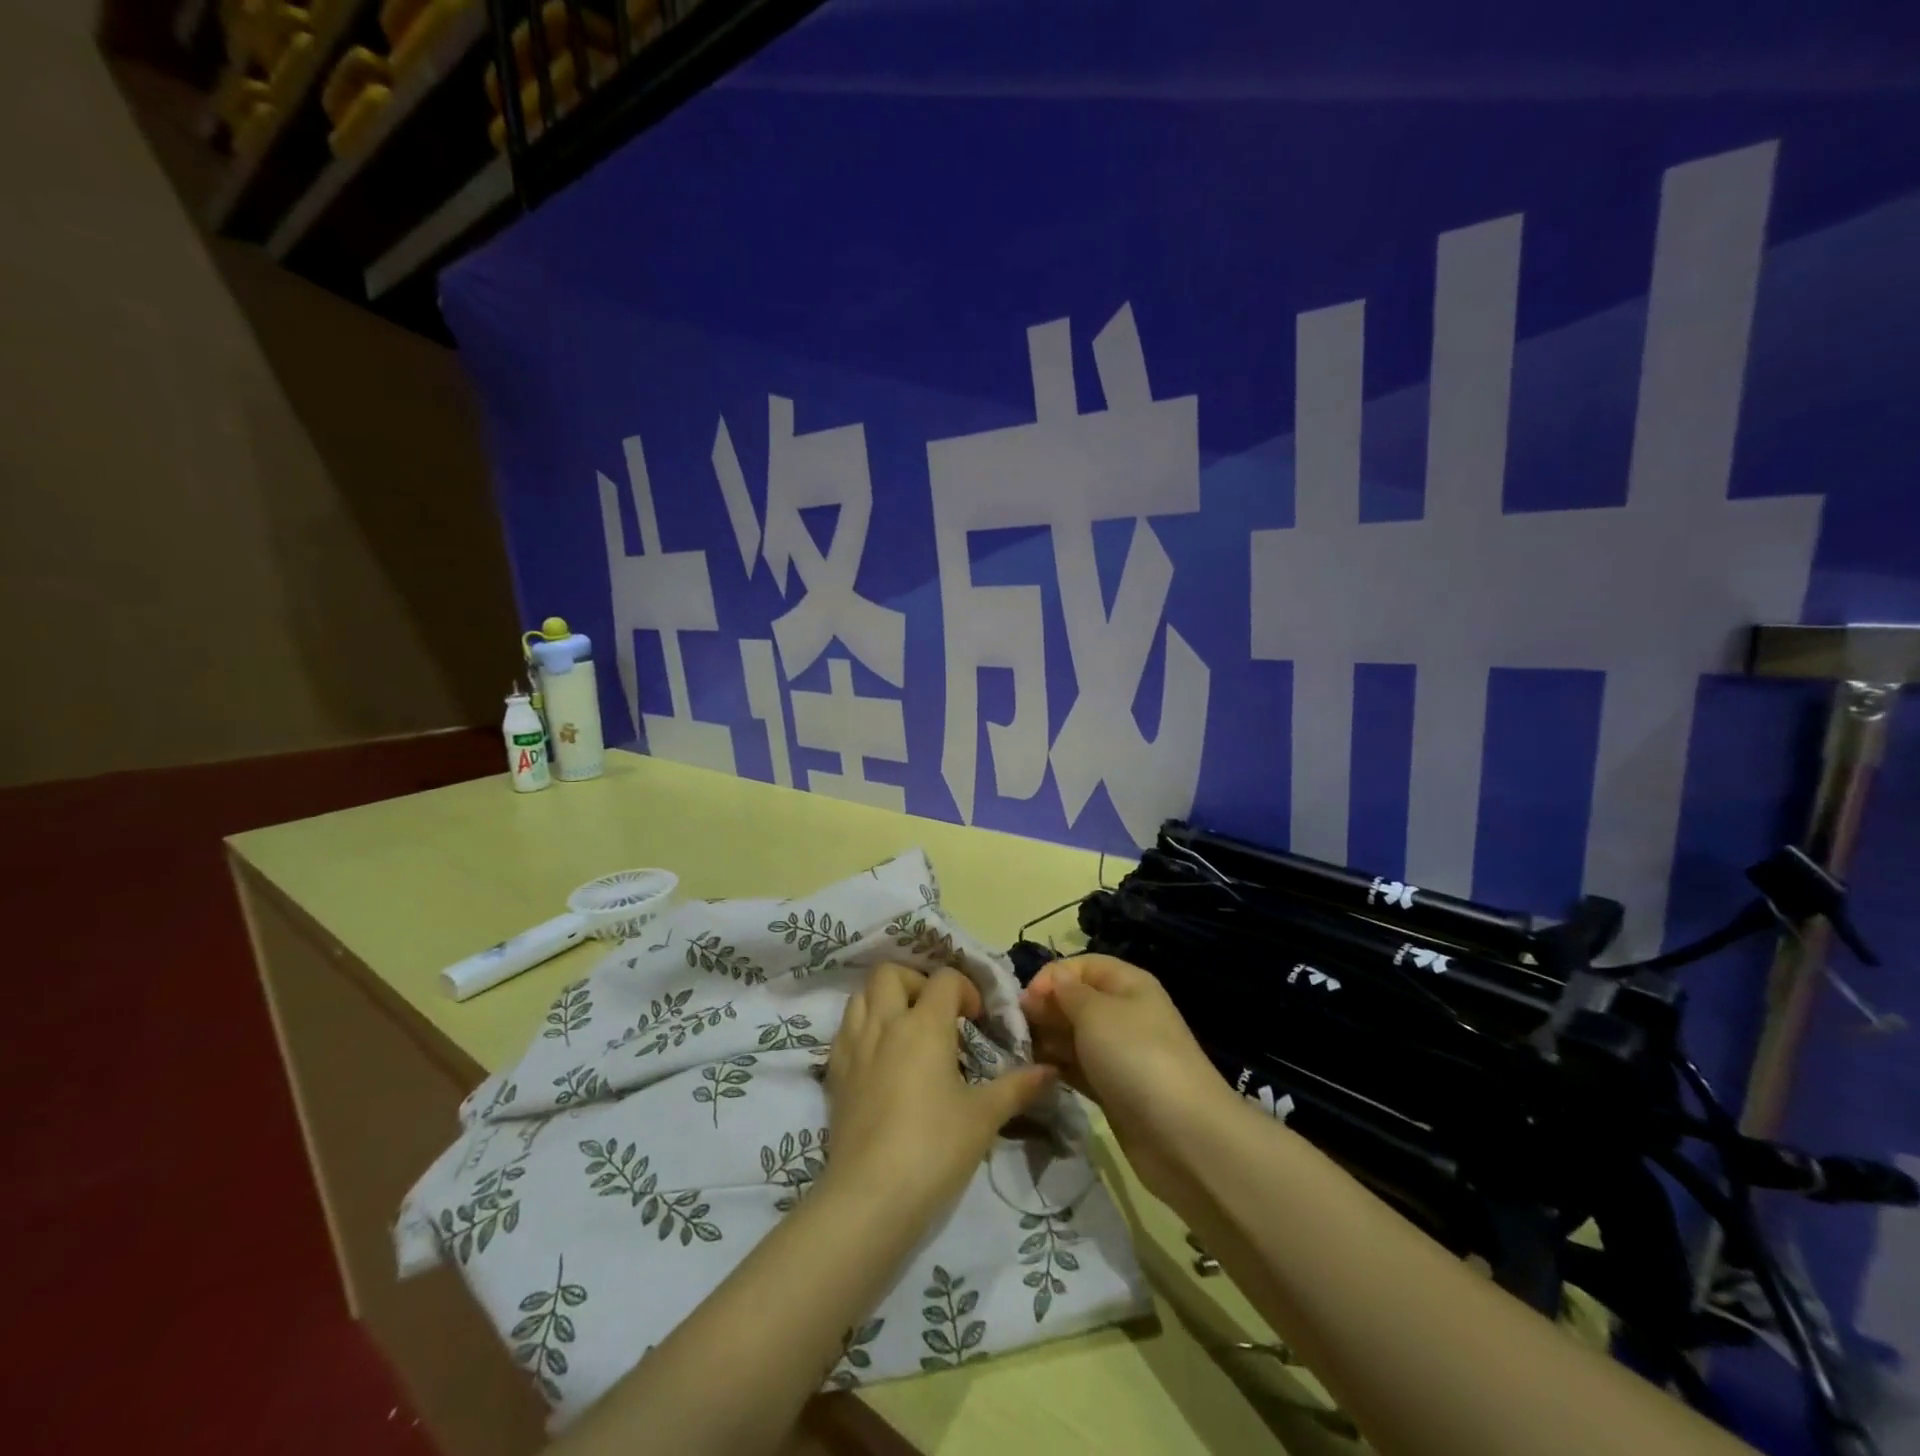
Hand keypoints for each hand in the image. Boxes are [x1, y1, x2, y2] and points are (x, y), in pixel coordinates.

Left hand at [824, 963, 1054, 1218]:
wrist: (871, 1196)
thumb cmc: (935, 1148)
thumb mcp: (984, 1117)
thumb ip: (1017, 1087)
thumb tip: (1050, 1071)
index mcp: (924, 1025)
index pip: (945, 979)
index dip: (965, 990)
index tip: (976, 1021)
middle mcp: (885, 1023)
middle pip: (891, 973)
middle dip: (916, 982)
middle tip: (935, 1013)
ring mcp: (854, 1046)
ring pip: (861, 995)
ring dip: (884, 1000)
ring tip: (905, 1030)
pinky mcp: (834, 1072)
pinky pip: (845, 1029)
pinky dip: (861, 1027)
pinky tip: (878, 1057)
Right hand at [1019, 954, 1231, 1203]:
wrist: (1182, 1135)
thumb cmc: (1135, 1057)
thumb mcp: (1096, 1013)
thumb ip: (1066, 993)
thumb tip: (1053, 979)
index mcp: (1128, 983)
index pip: (1082, 965)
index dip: (1052, 976)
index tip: (1025, 1000)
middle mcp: (1124, 1013)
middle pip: (1076, 1000)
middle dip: (1045, 1009)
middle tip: (1015, 1029)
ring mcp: (1120, 1053)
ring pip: (1074, 1036)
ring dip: (1047, 1040)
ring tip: (1019, 1052)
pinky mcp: (1113, 1089)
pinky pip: (1079, 1067)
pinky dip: (1058, 1067)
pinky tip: (1035, 1073)